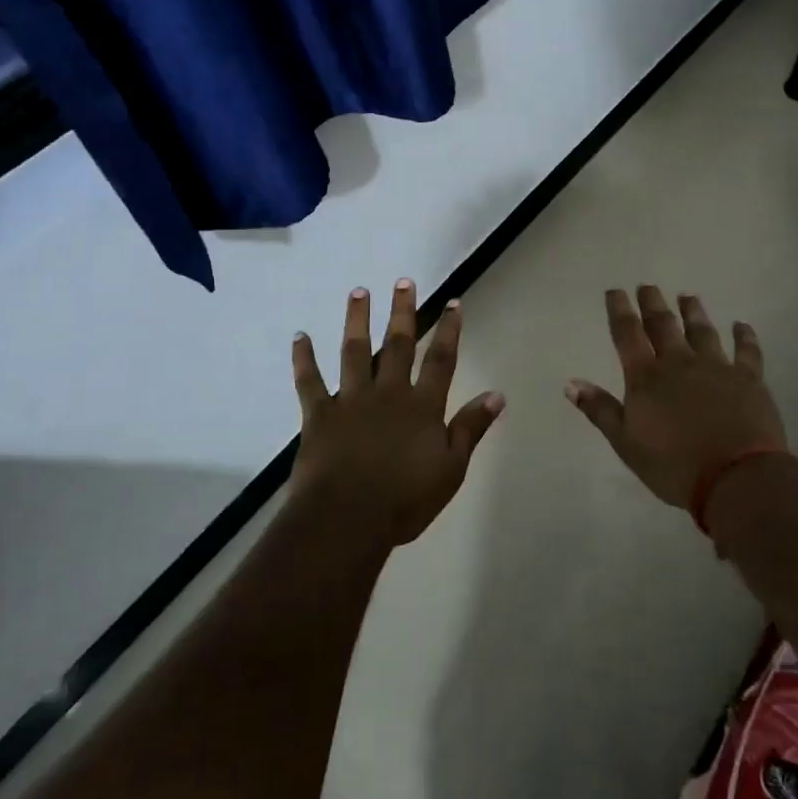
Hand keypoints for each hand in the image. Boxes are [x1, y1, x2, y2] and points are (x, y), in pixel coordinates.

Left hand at [290, 280, 504, 546]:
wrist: (348, 518)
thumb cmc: (405, 499)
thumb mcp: (451, 469)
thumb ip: (471, 428)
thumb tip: (497, 395)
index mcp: (422, 406)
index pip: (441, 360)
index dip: (448, 331)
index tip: (452, 303)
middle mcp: (388, 393)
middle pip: (398, 345)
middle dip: (402, 312)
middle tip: (403, 281)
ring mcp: (351, 400)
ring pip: (355, 351)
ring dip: (357, 320)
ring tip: (358, 291)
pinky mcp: (319, 414)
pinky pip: (309, 381)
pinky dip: (303, 358)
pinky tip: (300, 336)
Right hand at [566, 286, 787, 509]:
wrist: (735, 477)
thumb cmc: (673, 465)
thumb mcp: (626, 443)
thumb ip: (600, 410)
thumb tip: (570, 382)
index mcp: (646, 377)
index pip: (628, 334)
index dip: (619, 310)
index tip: (615, 291)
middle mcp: (679, 362)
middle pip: (663, 325)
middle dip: (653, 303)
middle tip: (648, 286)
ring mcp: (716, 367)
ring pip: (702, 330)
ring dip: (693, 311)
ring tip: (687, 296)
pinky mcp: (748, 379)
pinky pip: (746, 350)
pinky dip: (744, 336)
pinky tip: (741, 325)